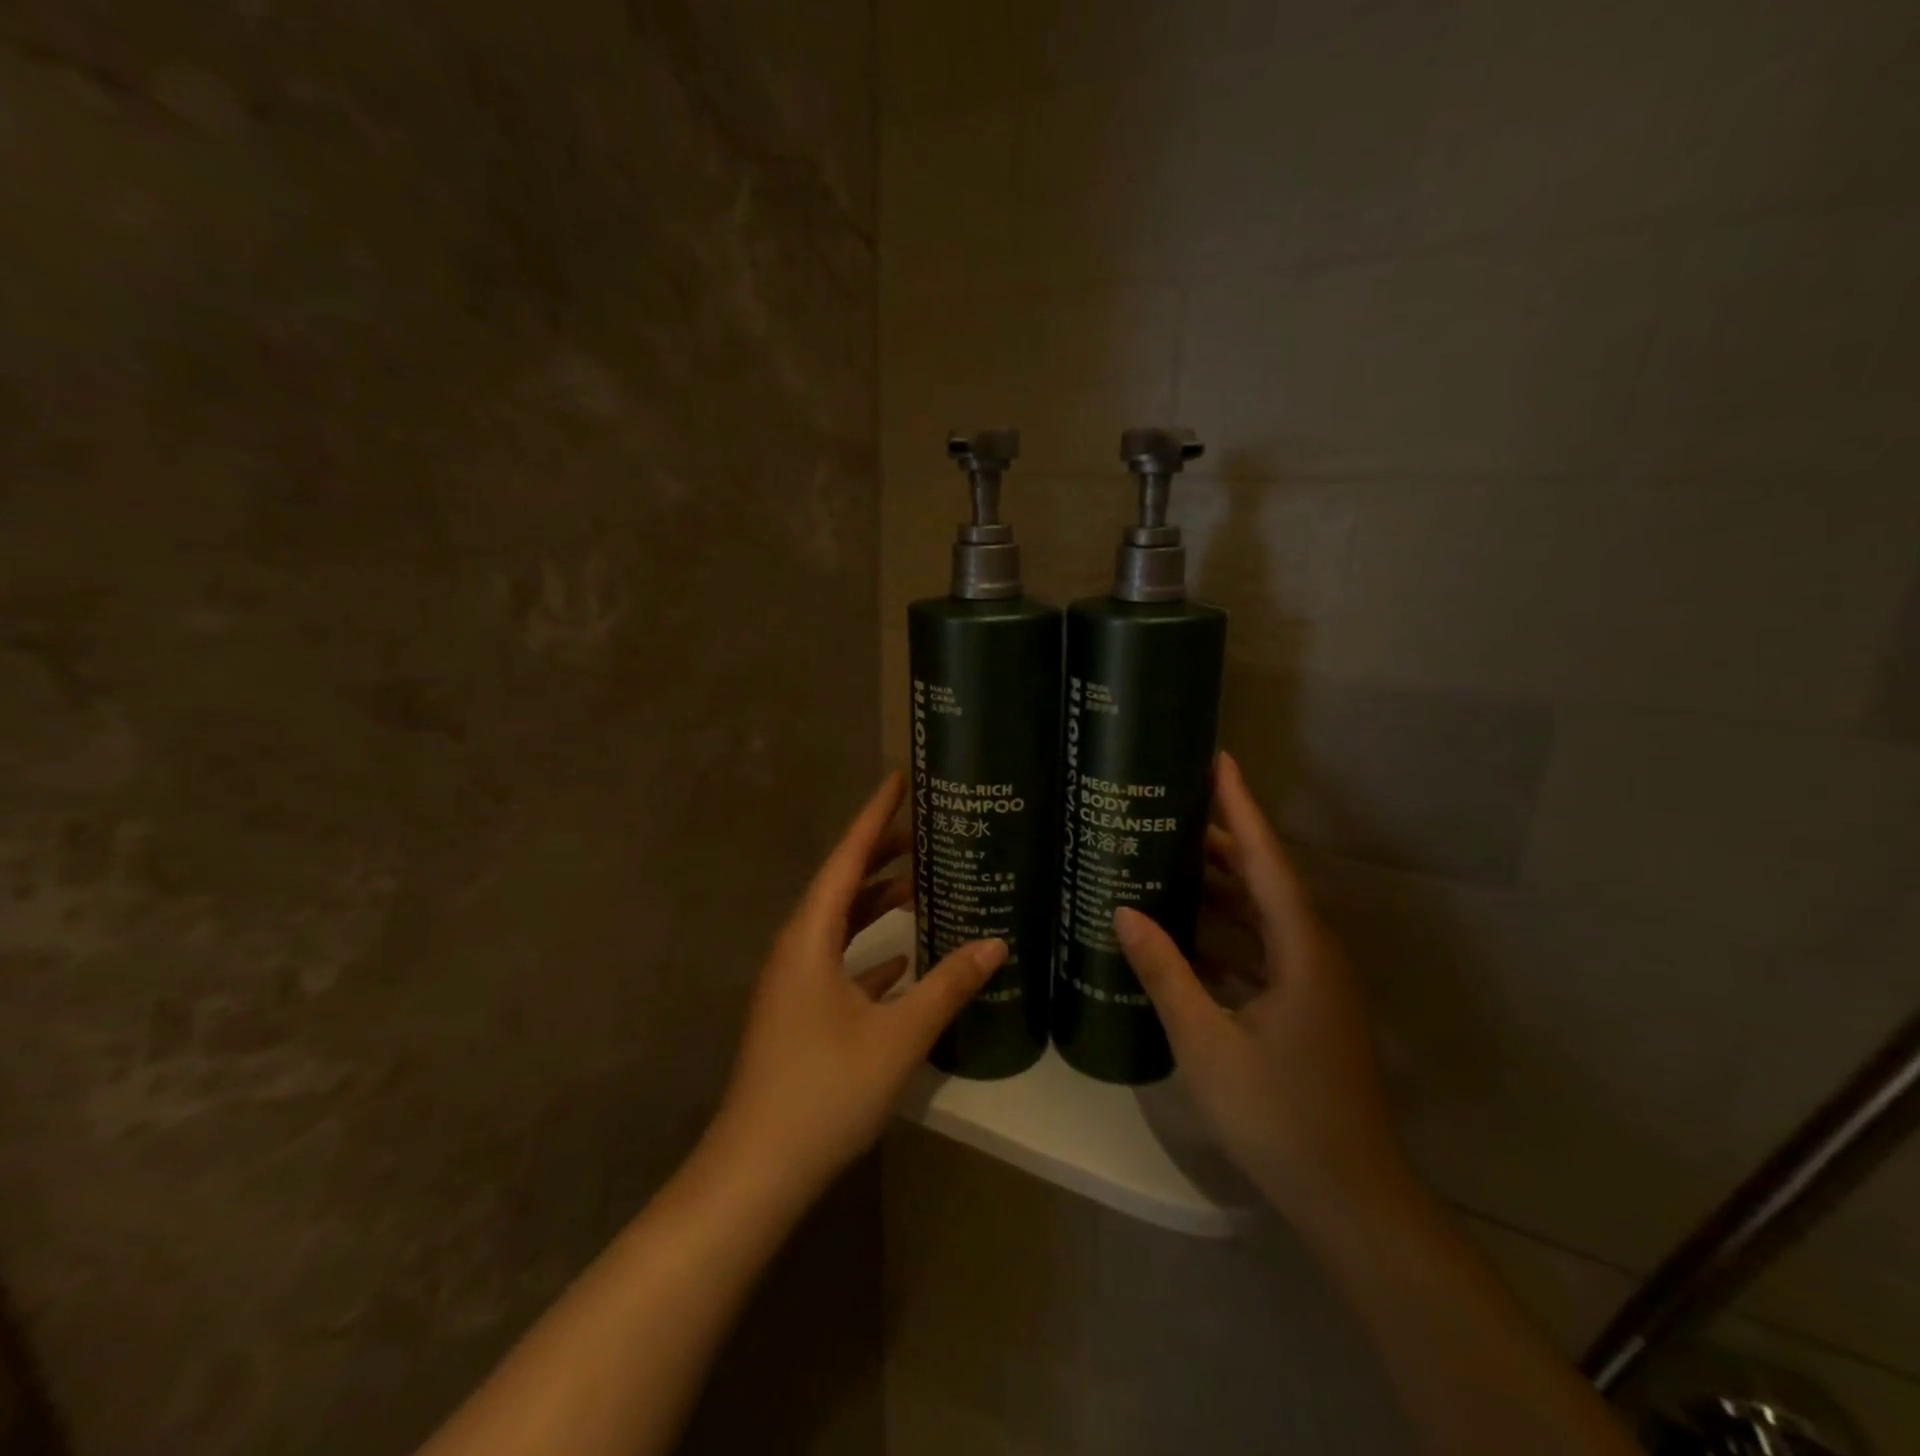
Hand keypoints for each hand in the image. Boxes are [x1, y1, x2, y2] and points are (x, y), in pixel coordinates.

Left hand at [710, 772, 1006, 1201]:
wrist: (758, 1169)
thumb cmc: (824, 1090)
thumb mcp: (897, 1035)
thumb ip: (948, 985)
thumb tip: (996, 943)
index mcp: (810, 937)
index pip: (847, 858)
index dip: (874, 816)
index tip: (898, 779)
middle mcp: (797, 948)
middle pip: (842, 884)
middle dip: (881, 854)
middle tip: (926, 830)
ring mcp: (795, 982)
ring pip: (840, 923)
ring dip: (877, 903)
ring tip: (921, 885)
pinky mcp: (800, 1011)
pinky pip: (839, 961)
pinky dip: (870, 949)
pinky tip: (904, 959)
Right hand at [1113, 751, 1408, 1224]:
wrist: (1350, 1198)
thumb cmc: (1279, 1115)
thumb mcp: (1207, 1040)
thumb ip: (1165, 972)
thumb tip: (1124, 912)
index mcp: (1303, 949)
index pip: (1266, 859)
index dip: (1241, 807)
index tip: (1218, 760)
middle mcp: (1314, 953)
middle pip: (1265, 880)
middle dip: (1221, 841)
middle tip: (1168, 810)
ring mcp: (1312, 983)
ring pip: (1263, 916)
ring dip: (1220, 888)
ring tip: (1167, 858)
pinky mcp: (1304, 1007)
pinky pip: (1261, 950)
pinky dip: (1224, 934)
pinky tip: (1183, 933)